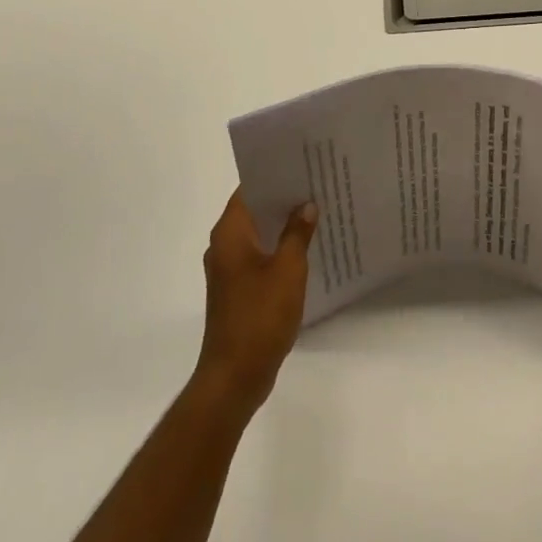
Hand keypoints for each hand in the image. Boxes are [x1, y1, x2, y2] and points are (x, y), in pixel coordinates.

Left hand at [194, 192, 317, 413]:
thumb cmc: (260, 316)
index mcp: (230, 234)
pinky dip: (278, 249)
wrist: (235, 376)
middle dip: (283, 199)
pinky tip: (306, 250)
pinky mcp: (237, 290)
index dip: (274, 175)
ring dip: (282, 226)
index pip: (249, 189)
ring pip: (258, 235)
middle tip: (317, 184)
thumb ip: (298, 233)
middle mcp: (223, 246)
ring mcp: (228, 270)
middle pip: (254, 210)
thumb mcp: (288, 269)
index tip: (301, 164)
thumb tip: (305, 205)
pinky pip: (259, 257)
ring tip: (317, 212)